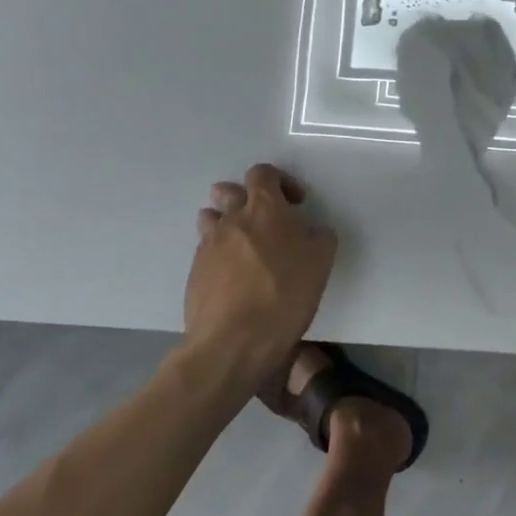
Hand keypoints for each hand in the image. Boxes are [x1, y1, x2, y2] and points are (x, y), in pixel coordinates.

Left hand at [180, 164, 336, 386]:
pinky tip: (234, 278)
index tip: (295, 204)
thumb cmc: (284, 294)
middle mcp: (231, 219)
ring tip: (245, 246)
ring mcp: (208, 246)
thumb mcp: (321, 262)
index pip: (263, 173)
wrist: (233, 342)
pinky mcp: (194, 273)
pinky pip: (206, 251)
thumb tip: (311, 230)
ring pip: (211, 219)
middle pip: (228, 191)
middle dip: (245, 198)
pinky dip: (219, 255)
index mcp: (265, 208)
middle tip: (265, 222)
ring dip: (226, 224)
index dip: (280, 181)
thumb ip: (319, 236)